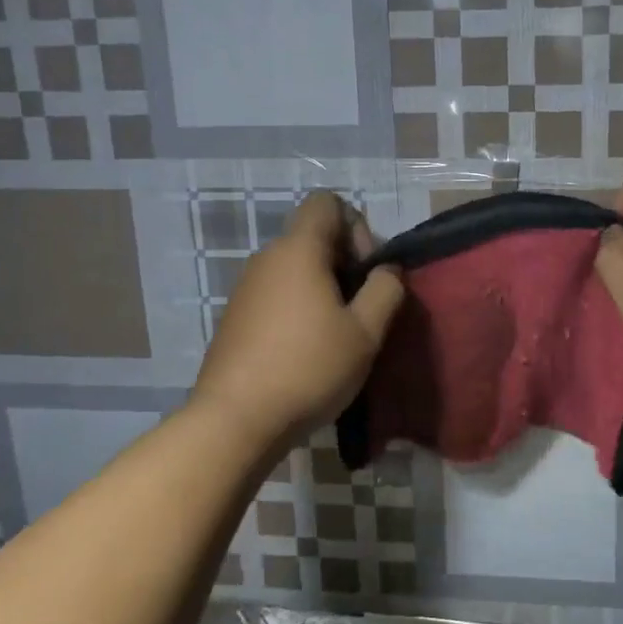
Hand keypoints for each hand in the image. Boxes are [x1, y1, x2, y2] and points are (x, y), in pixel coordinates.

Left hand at [190, 193, 404, 448]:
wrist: (236, 420)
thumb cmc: (309, 368)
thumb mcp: (366, 332)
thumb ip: (386, 289)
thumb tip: (386, 269)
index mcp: (298, 250)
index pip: (327, 202)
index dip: (357, 226)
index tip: (365, 272)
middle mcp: (267, 258)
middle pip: (314, 236)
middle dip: (346, 263)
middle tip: (361, 310)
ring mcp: (246, 288)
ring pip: (296, 268)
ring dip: (324, 289)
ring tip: (338, 335)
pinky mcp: (236, 316)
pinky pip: (277, 294)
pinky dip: (300, 308)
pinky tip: (308, 351)